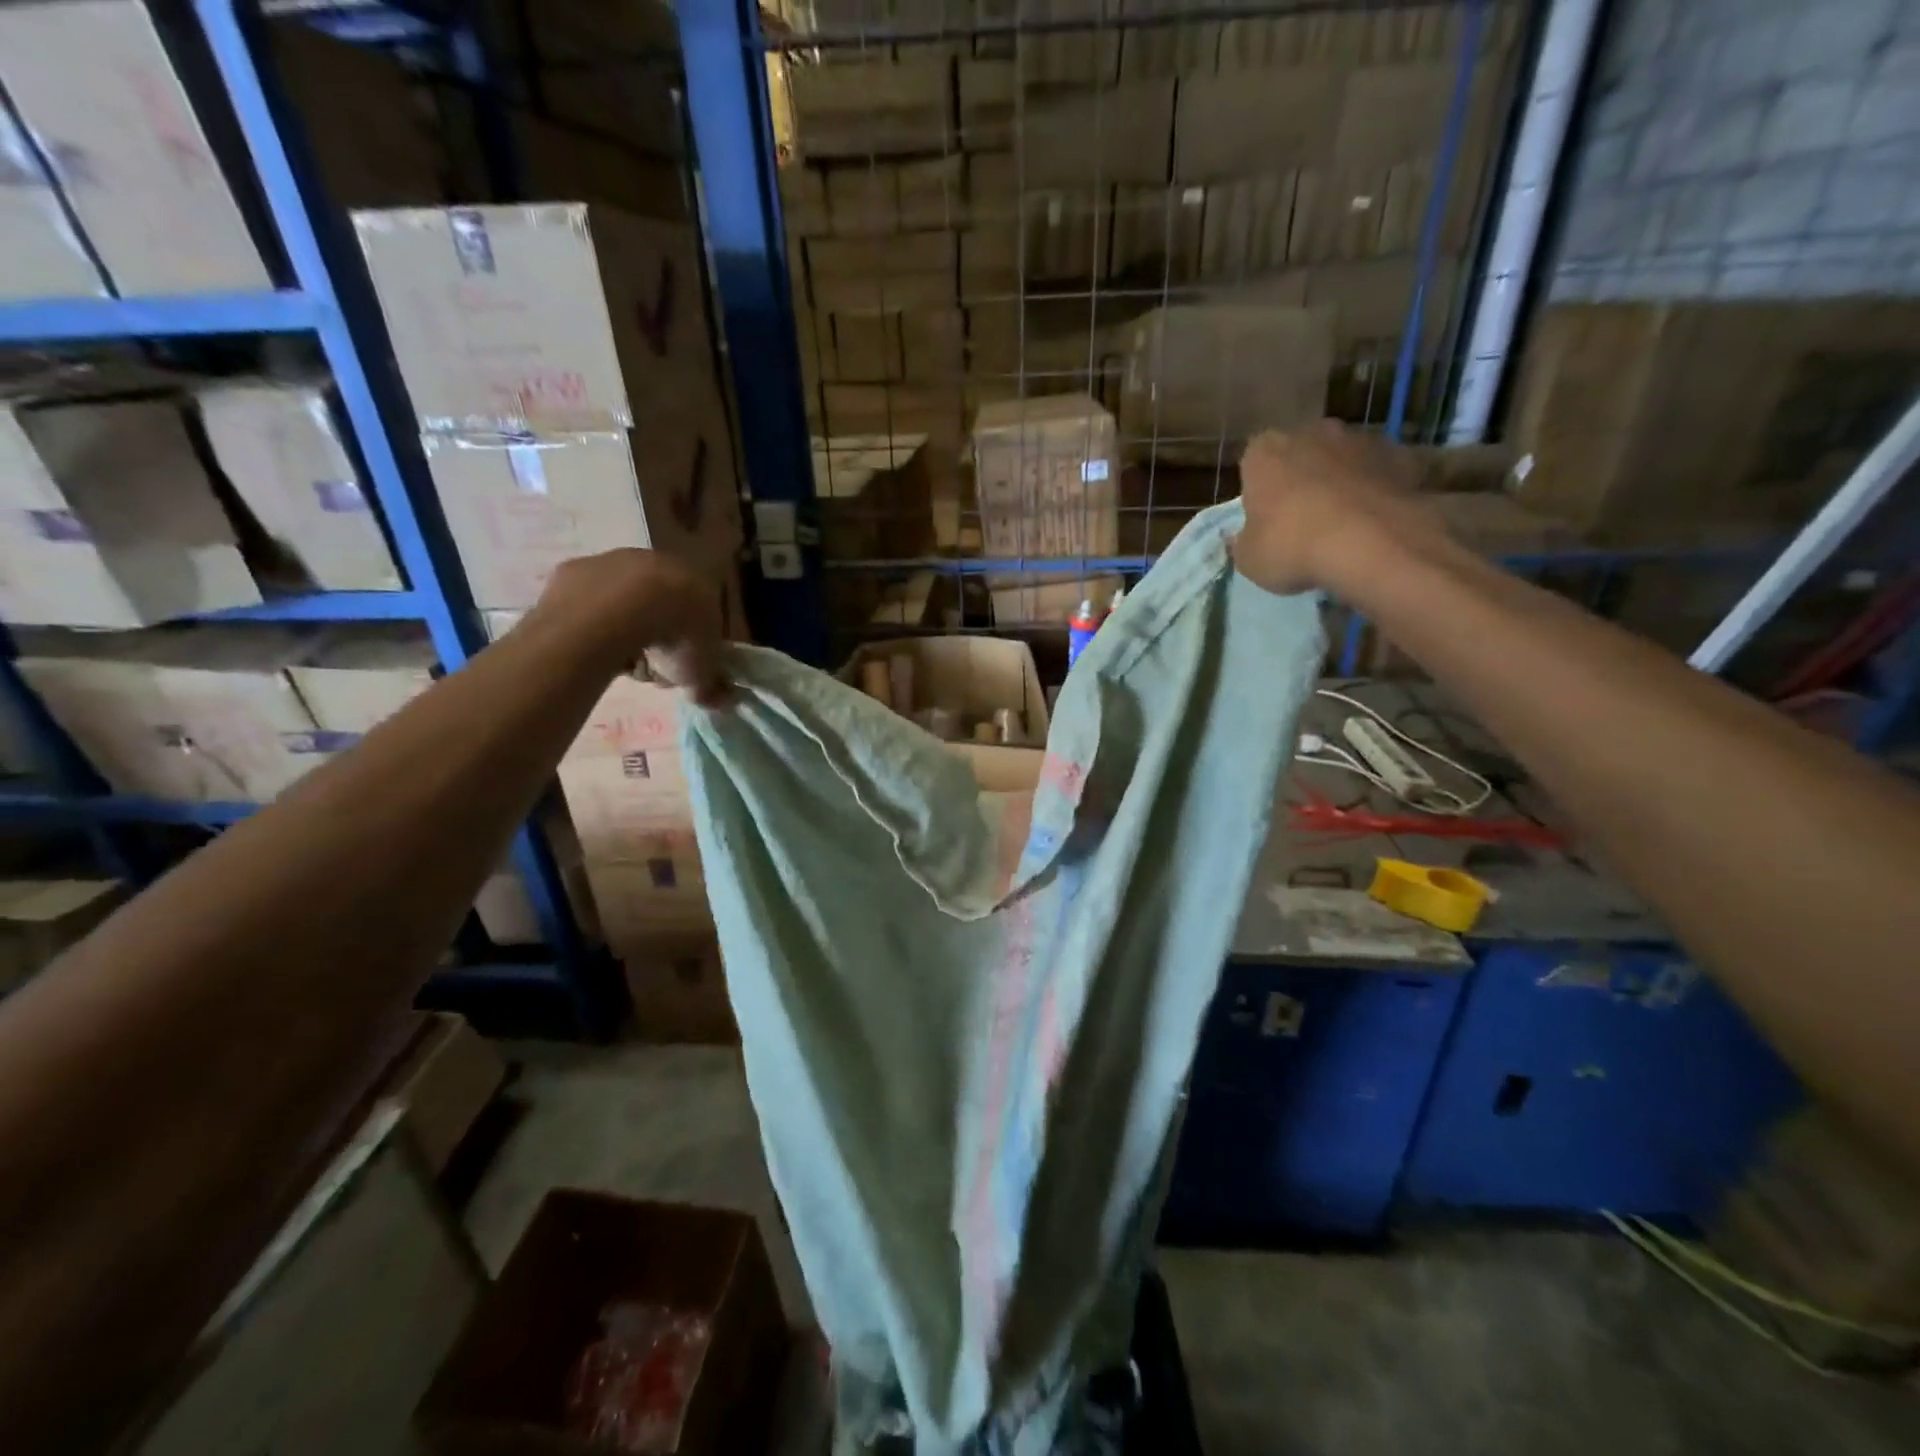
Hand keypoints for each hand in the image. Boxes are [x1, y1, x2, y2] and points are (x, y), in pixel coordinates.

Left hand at [530, 549, 729, 705]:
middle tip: (651, 666)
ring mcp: (617, 561)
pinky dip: (592, 622)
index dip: (693, 646)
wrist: (617, 611)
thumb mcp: (700, 673)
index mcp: (699, 585)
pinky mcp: (578, 568)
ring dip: (625, 628)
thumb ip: (711, 685)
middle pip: (662, 605)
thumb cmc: (673, 637)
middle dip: (659, 635)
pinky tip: (592, 644)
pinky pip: (590, 602)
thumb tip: (723, 701)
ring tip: (620, 660)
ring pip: (625, 601)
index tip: (682, 669)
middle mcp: (660, 564)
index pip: (702, 616)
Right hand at [1232, 422, 1439, 596]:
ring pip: (1342, 459)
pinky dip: (1378, 488)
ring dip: (1341, 480)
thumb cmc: (1292, 547)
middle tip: (1303, 520)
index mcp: (1265, 451)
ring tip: (1344, 523)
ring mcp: (1360, 438)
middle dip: (1301, 478)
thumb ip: (1243, 542)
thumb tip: (1241, 537)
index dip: (1259, 491)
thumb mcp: (1249, 559)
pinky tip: (1377, 521)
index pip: (1254, 463)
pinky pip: (1381, 471)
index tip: (1265, 518)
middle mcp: (1311, 432)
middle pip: (1301, 453)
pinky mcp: (1401, 454)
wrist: (1370, 543)